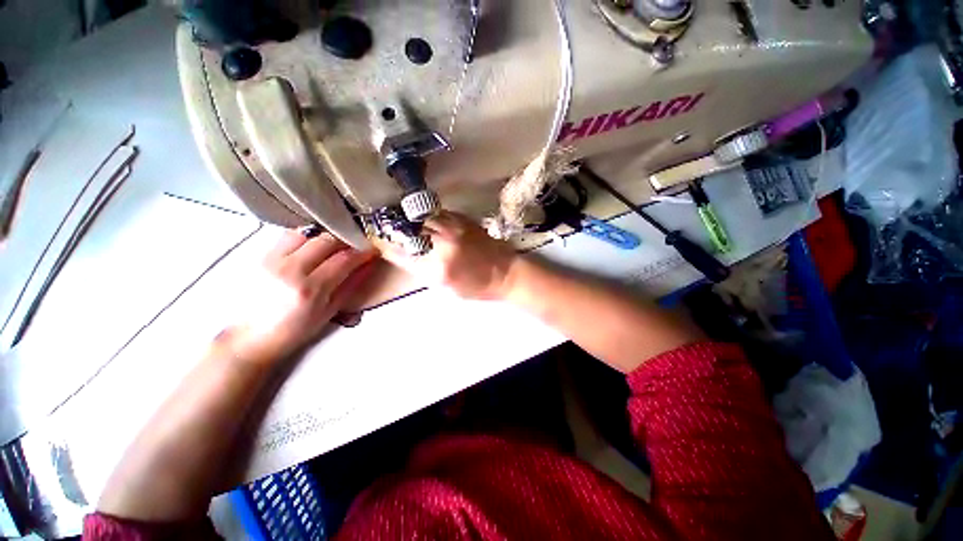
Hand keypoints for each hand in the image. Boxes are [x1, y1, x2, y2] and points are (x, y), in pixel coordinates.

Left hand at [220, 230, 376, 363]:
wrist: (251, 337)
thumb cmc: (294, 330)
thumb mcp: (329, 311)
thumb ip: (351, 285)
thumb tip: (367, 266)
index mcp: (311, 288)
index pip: (344, 260)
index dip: (362, 252)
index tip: (372, 250)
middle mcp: (291, 270)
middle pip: (326, 241)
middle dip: (346, 241)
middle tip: (354, 247)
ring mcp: (273, 260)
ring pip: (306, 233)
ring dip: (324, 237)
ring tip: (332, 246)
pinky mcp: (261, 257)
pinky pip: (288, 237)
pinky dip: (305, 238)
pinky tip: (311, 248)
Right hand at [383, 211, 519, 299]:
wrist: (506, 273)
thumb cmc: (478, 287)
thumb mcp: (447, 288)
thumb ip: (425, 272)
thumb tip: (406, 256)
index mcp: (438, 269)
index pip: (403, 254)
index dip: (387, 247)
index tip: (378, 242)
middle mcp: (444, 246)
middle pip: (411, 232)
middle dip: (396, 229)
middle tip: (386, 225)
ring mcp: (455, 230)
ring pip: (424, 218)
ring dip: (412, 219)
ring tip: (404, 219)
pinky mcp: (464, 221)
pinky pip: (440, 214)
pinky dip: (430, 216)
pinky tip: (426, 218)